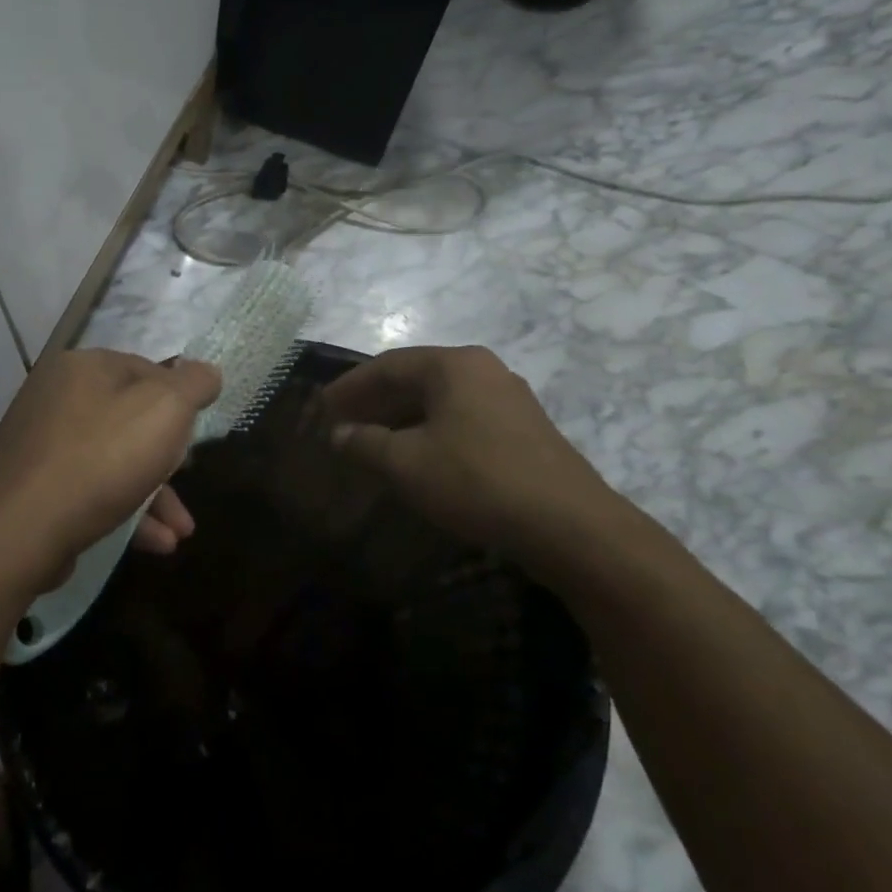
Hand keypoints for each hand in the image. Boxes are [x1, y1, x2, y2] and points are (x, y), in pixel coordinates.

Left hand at [0, 349, 219, 593]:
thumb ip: (193, 385)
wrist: (18, 531)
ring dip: (153, 495)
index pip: (145, 369)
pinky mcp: (31, 487)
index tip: (195, 435)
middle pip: (129, 418)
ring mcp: (39, 443)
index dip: (178, 400)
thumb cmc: (101, 459)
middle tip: (188, 480)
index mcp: (83, 367)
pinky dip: (123, 511)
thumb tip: (207, 370)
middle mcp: (56, 396)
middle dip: (168, 458)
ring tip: (180, 532)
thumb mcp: (165, 411)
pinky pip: (88, 489)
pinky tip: (153, 544)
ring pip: (112, 460)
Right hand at [321, 346, 635, 586]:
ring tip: (371, 442)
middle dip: (374, 402)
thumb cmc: (476, 480)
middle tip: (341, 423)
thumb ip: (365, 443)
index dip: (350, 386)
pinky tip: (416, 457)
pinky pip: (461, 418)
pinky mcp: (523, 430)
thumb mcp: (406, 463)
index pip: (387, 365)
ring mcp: (508, 399)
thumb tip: (338, 433)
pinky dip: (429, 431)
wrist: (570, 526)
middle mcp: (483, 370)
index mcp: (454, 365)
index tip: (321, 407)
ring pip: (439, 401)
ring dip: (400, 419)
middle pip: (415, 378)